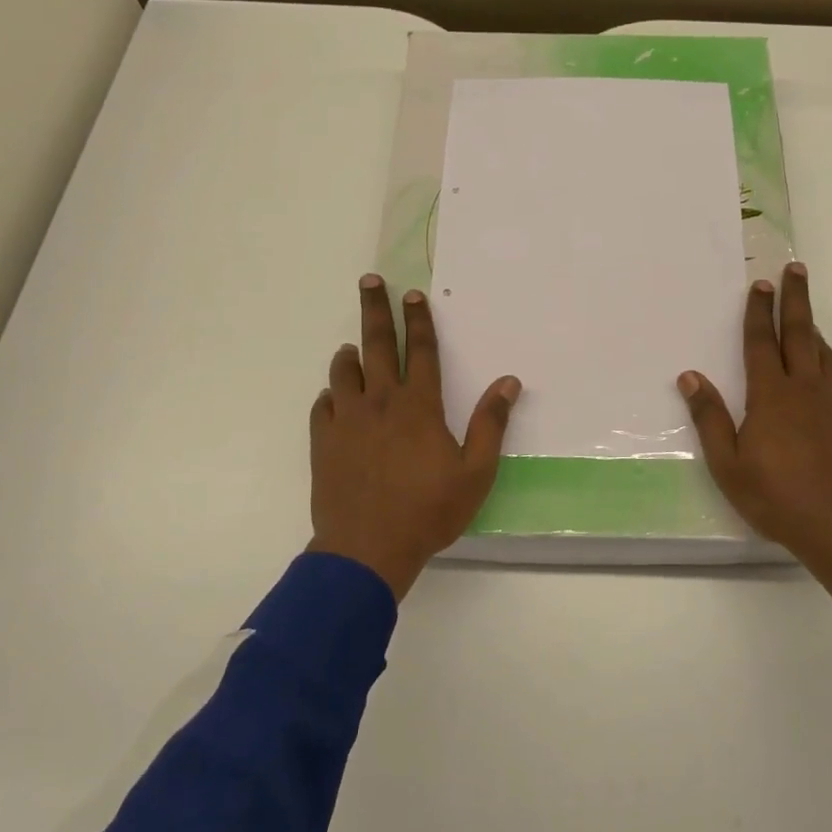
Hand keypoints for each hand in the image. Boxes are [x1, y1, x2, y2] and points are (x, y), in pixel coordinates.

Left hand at [309, 274, 520, 598]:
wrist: (367, 549)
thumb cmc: (428, 511)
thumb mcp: (475, 473)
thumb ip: (490, 424)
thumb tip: (509, 382)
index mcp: (418, 406)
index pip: (421, 351)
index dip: (419, 321)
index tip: (413, 294)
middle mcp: (380, 402)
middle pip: (376, 345)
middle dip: (375, 310)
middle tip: (369, 282)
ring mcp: (346, 421)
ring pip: (344, 372)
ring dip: (349, 355)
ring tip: (351, 347)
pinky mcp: (323, 442)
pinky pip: (322, 406)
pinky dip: (330, 395)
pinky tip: (333, 398)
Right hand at [678, 262, 831, 602]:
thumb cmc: (777, 497)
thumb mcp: (728, 464)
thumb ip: (709, 417)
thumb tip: (690, 376)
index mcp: (772, 395)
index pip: (762, 342)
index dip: (759, 311)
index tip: (761, 283)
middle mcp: (806, 390)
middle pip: (801, 334)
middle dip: (796, 299)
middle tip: (796, 269)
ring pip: (825, 356)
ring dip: (814, 331)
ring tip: (808, 318)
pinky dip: (827, 370)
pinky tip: (824, 383)